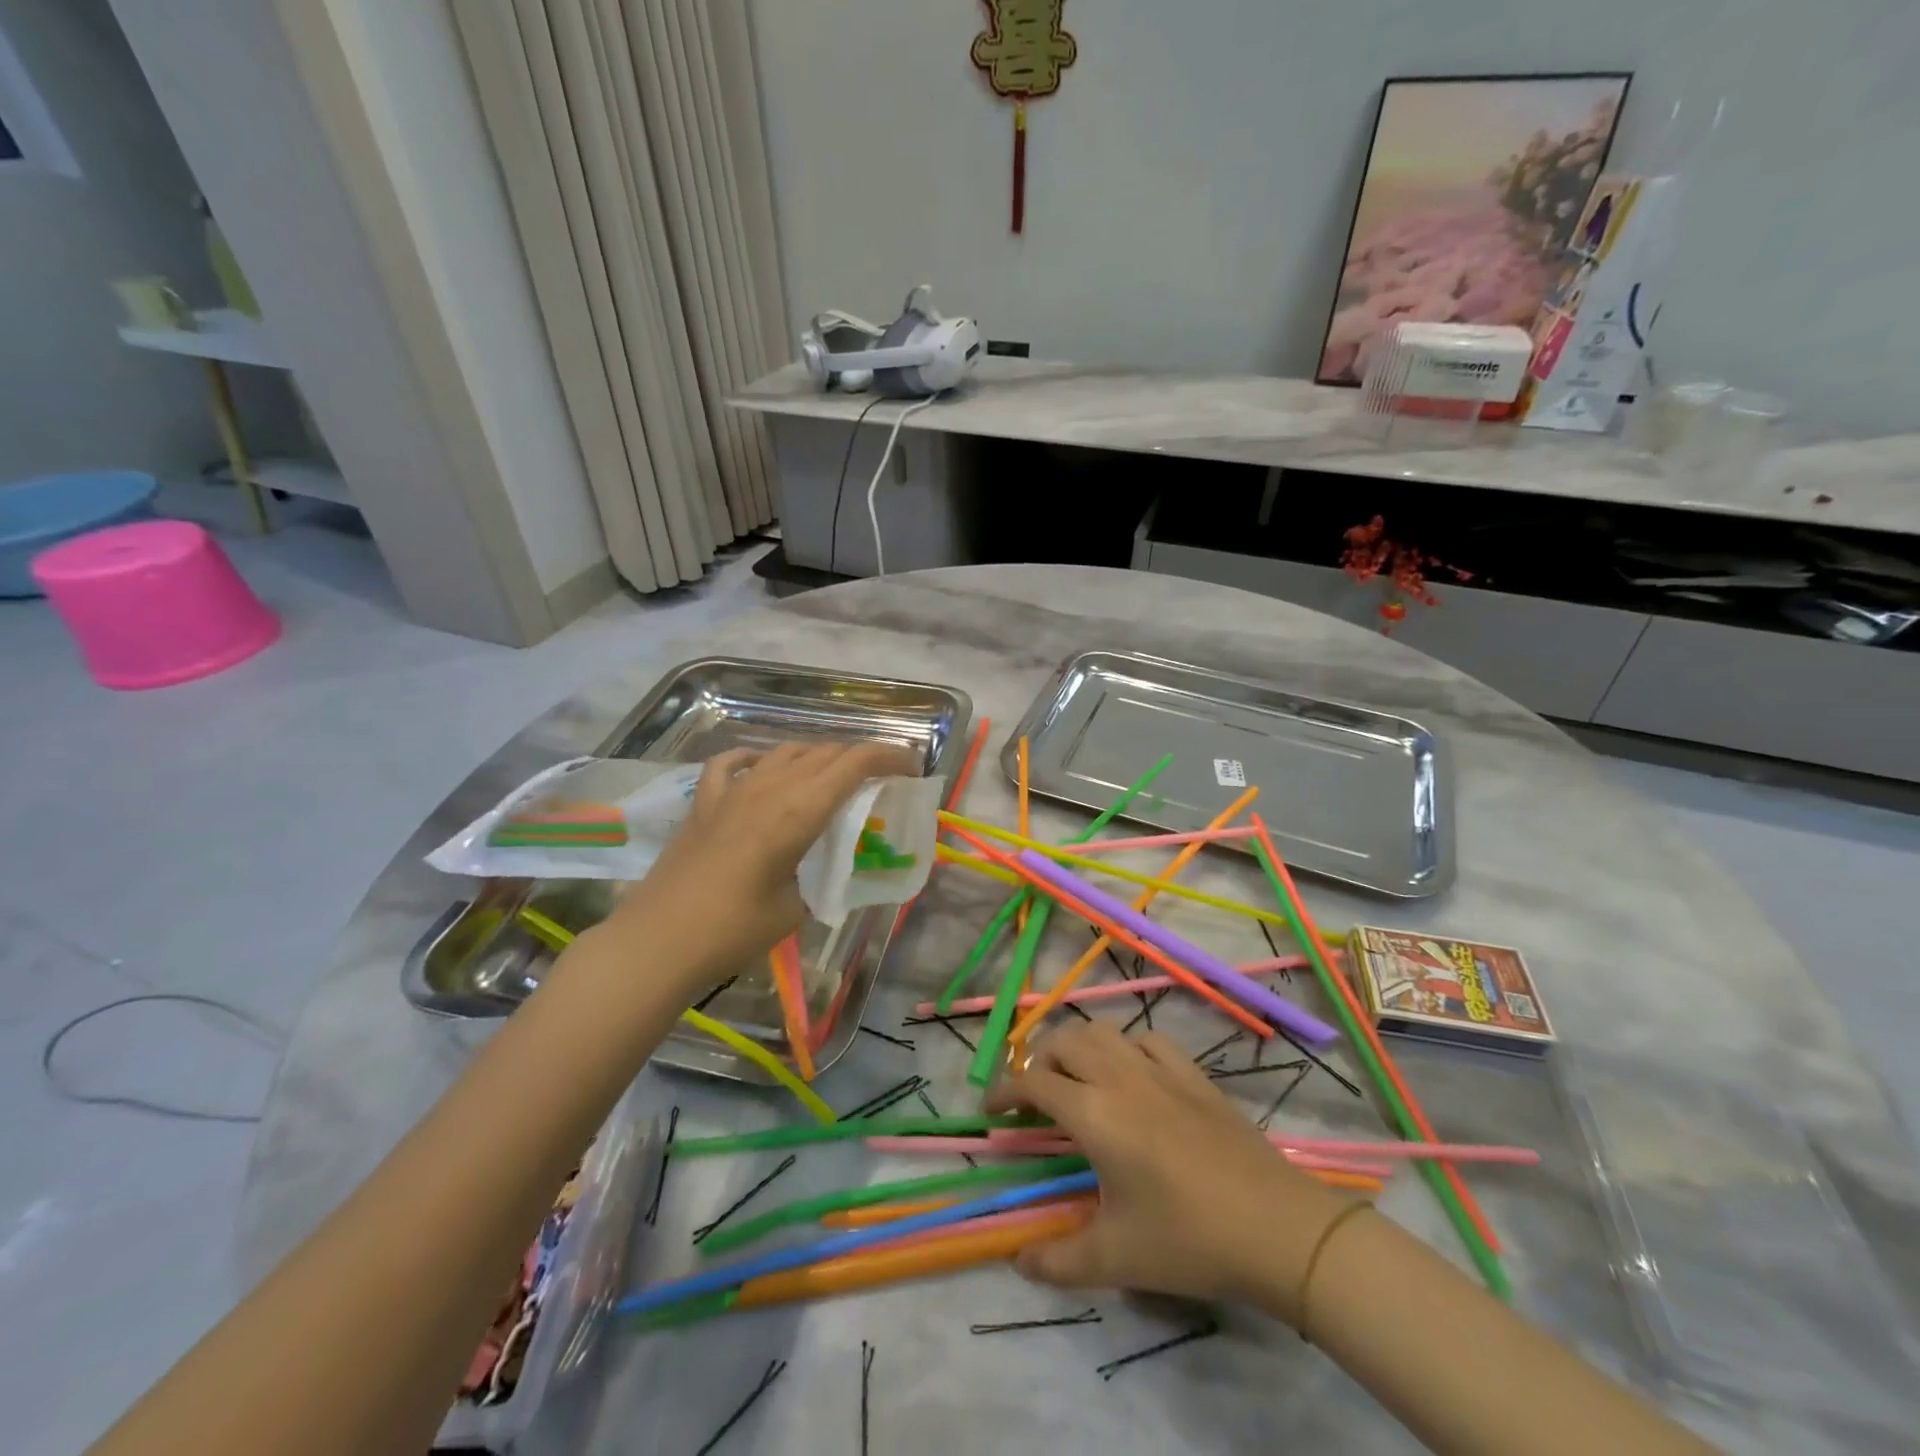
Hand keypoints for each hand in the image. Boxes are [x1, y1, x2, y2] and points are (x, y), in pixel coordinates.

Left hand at [600, 741, 915, 990]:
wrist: (658, 943)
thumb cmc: (733, 931)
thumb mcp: (796, 908)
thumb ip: (818, 876)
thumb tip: (826, 868)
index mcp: (799, 811)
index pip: (855, 764)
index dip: (889, 756)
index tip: (911, 767)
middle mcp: (769, 788)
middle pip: (825, 752)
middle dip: (859, 758)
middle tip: (879, 779)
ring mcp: (732, 791)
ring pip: (784, 752)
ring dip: (817, 756)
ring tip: (832, 776)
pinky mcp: (703, 803)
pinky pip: (732, 764)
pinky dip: (755, 758)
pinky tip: (761, 767)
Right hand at [987, 1022, 1356, 1321]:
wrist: (1276, 1228)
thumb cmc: (1188, 1238)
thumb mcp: (1116, 1259)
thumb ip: (1058, 1261)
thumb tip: (1020, 1262)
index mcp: (1094, 1112)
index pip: (1034, 1082)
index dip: (1005, 1090)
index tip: (993, 1112)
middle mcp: (1120, 1076)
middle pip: (1064, 1040)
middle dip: (1038, 1060)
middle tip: (1035, 1098)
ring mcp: (1161, 1070)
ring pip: (1104, 1030)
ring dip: (1078, 1046)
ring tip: (1077, 1079)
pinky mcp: (1194, 1075)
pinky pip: (1148, 1040)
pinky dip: (1126, 1047)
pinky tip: (1132, 1074)